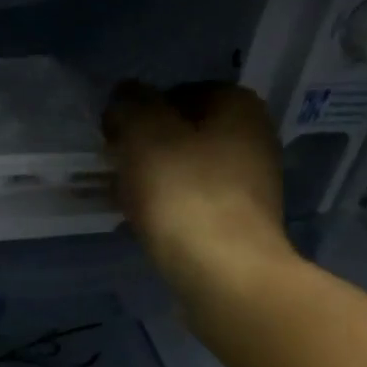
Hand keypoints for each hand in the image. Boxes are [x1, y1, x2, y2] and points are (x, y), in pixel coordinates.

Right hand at [102, 81, 293, 300]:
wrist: (225, 273)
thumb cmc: (184, 194)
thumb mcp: (144, 134)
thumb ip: (130, 105)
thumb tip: (124, 97)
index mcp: (237, 104)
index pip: (176, 93)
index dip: (139, 113)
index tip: (113, 140)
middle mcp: (253, 137)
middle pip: (183, 134)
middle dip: (146, 150)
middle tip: (114, 172)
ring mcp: (252, 184)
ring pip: (187, 171)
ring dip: (153, 181)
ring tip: (123, 202)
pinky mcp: (241, 224)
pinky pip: (194, 204)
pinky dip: (168, 210)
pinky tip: (146, 227)